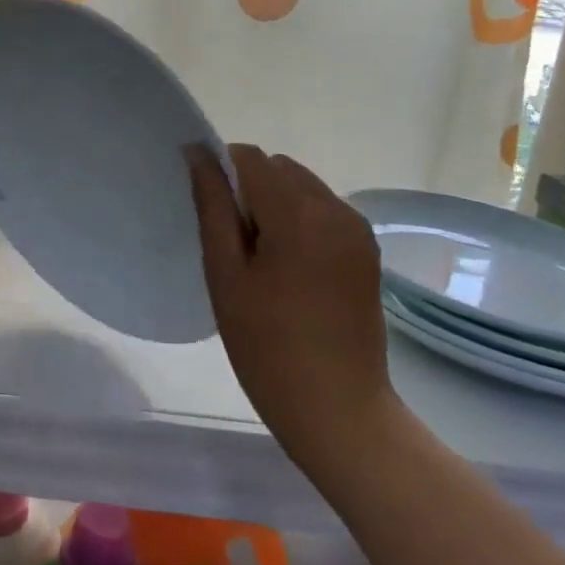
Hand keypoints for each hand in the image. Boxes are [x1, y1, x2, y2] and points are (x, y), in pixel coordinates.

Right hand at [187, 145, 393, 459]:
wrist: (338, 409)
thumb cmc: (266, 346)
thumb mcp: (225, 273)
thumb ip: (212, 206)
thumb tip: (197, 154)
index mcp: (299, 212)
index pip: (249, 158)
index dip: (220, 172)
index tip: (207, 212)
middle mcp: (336, 209)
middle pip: (278, 169)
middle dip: (249, 190)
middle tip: (234, 246)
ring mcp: (357, 229)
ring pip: (302, 187)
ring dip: (275, 205)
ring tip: (262, 262)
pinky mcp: (367, 250)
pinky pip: (323, 211)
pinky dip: (299, 222)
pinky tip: (289, 270)